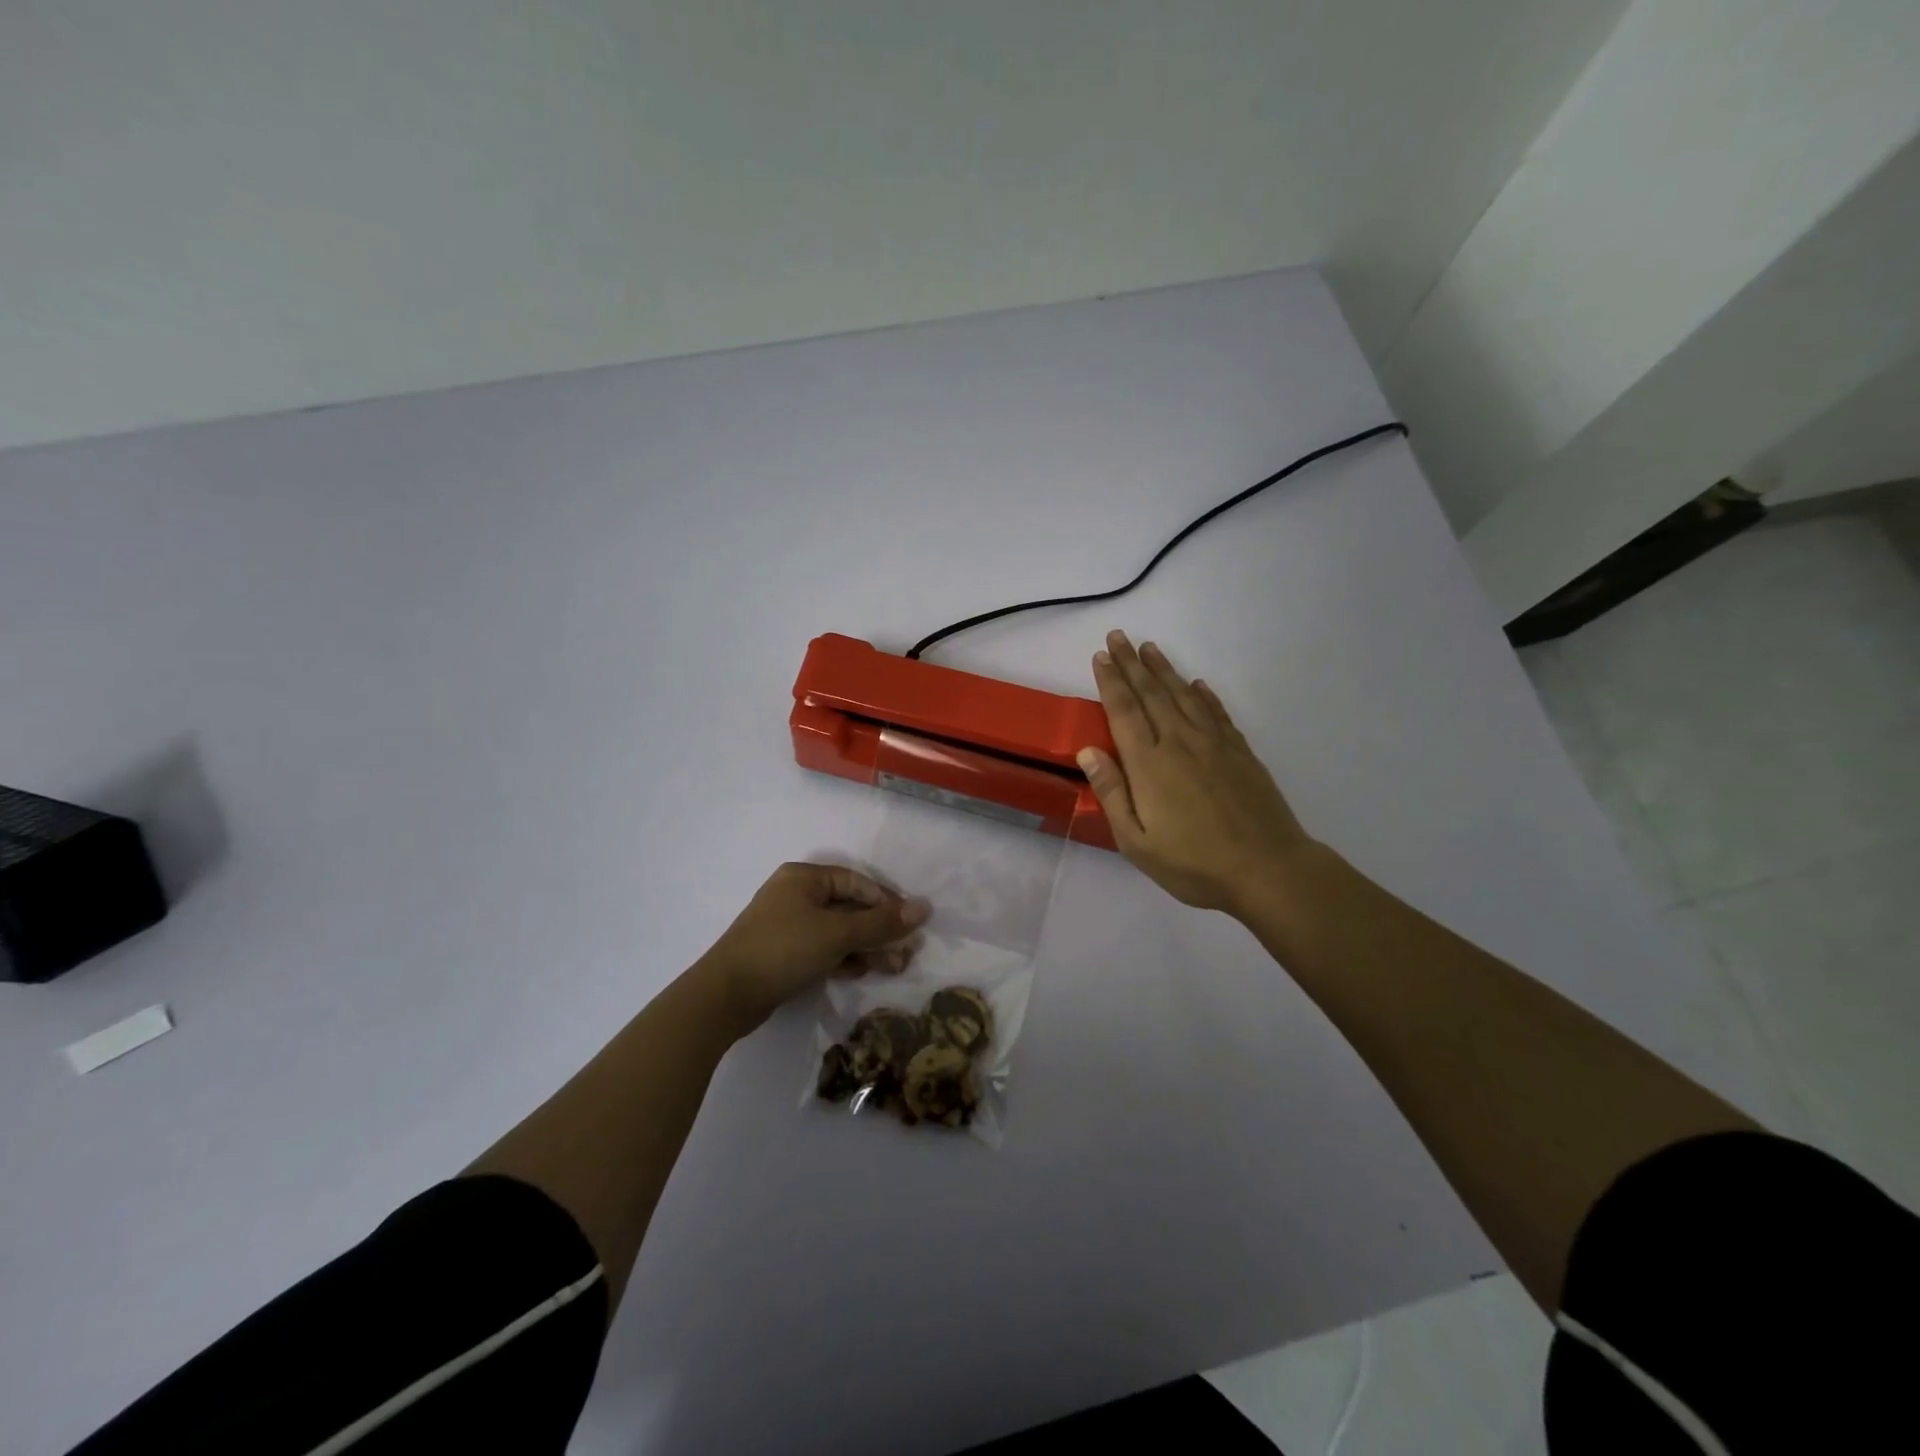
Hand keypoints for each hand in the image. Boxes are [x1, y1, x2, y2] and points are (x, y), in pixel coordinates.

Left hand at [697, 862, 929, 1033]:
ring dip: (869, 947)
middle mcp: (797, 896)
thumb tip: (925, 907)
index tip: (912, 924)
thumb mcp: (837, 934)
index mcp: (804, 878)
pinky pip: (825, 950)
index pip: (857, 882)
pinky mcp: (786, 954)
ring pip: (840, 932)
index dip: (887, 901)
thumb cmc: (783, 950)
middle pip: (850, 908)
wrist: (725, 997)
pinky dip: (847, 958)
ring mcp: (790, 926)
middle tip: (909, 951)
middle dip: (881, 930)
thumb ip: (881, 923)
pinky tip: (866, 972)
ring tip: (897, 967)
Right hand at [1078, 630, 1315, 916]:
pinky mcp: (1240, 753)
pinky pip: (1217, 713)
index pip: (1124, 711)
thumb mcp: (1136, 842)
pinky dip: (1204, 695)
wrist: (1268, 870)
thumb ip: (1112, 793)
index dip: (1111, 681)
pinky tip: (1198, 684)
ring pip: (1184, 696)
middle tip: (1119, 636)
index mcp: (1149, 764)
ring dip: (1164, 669)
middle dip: (1132, 663)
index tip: (1101, 656)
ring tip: (1150, 648)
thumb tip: (1088, 751)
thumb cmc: (1194, 864)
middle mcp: (1179, 743)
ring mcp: (1214, 745)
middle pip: (1152, 694)